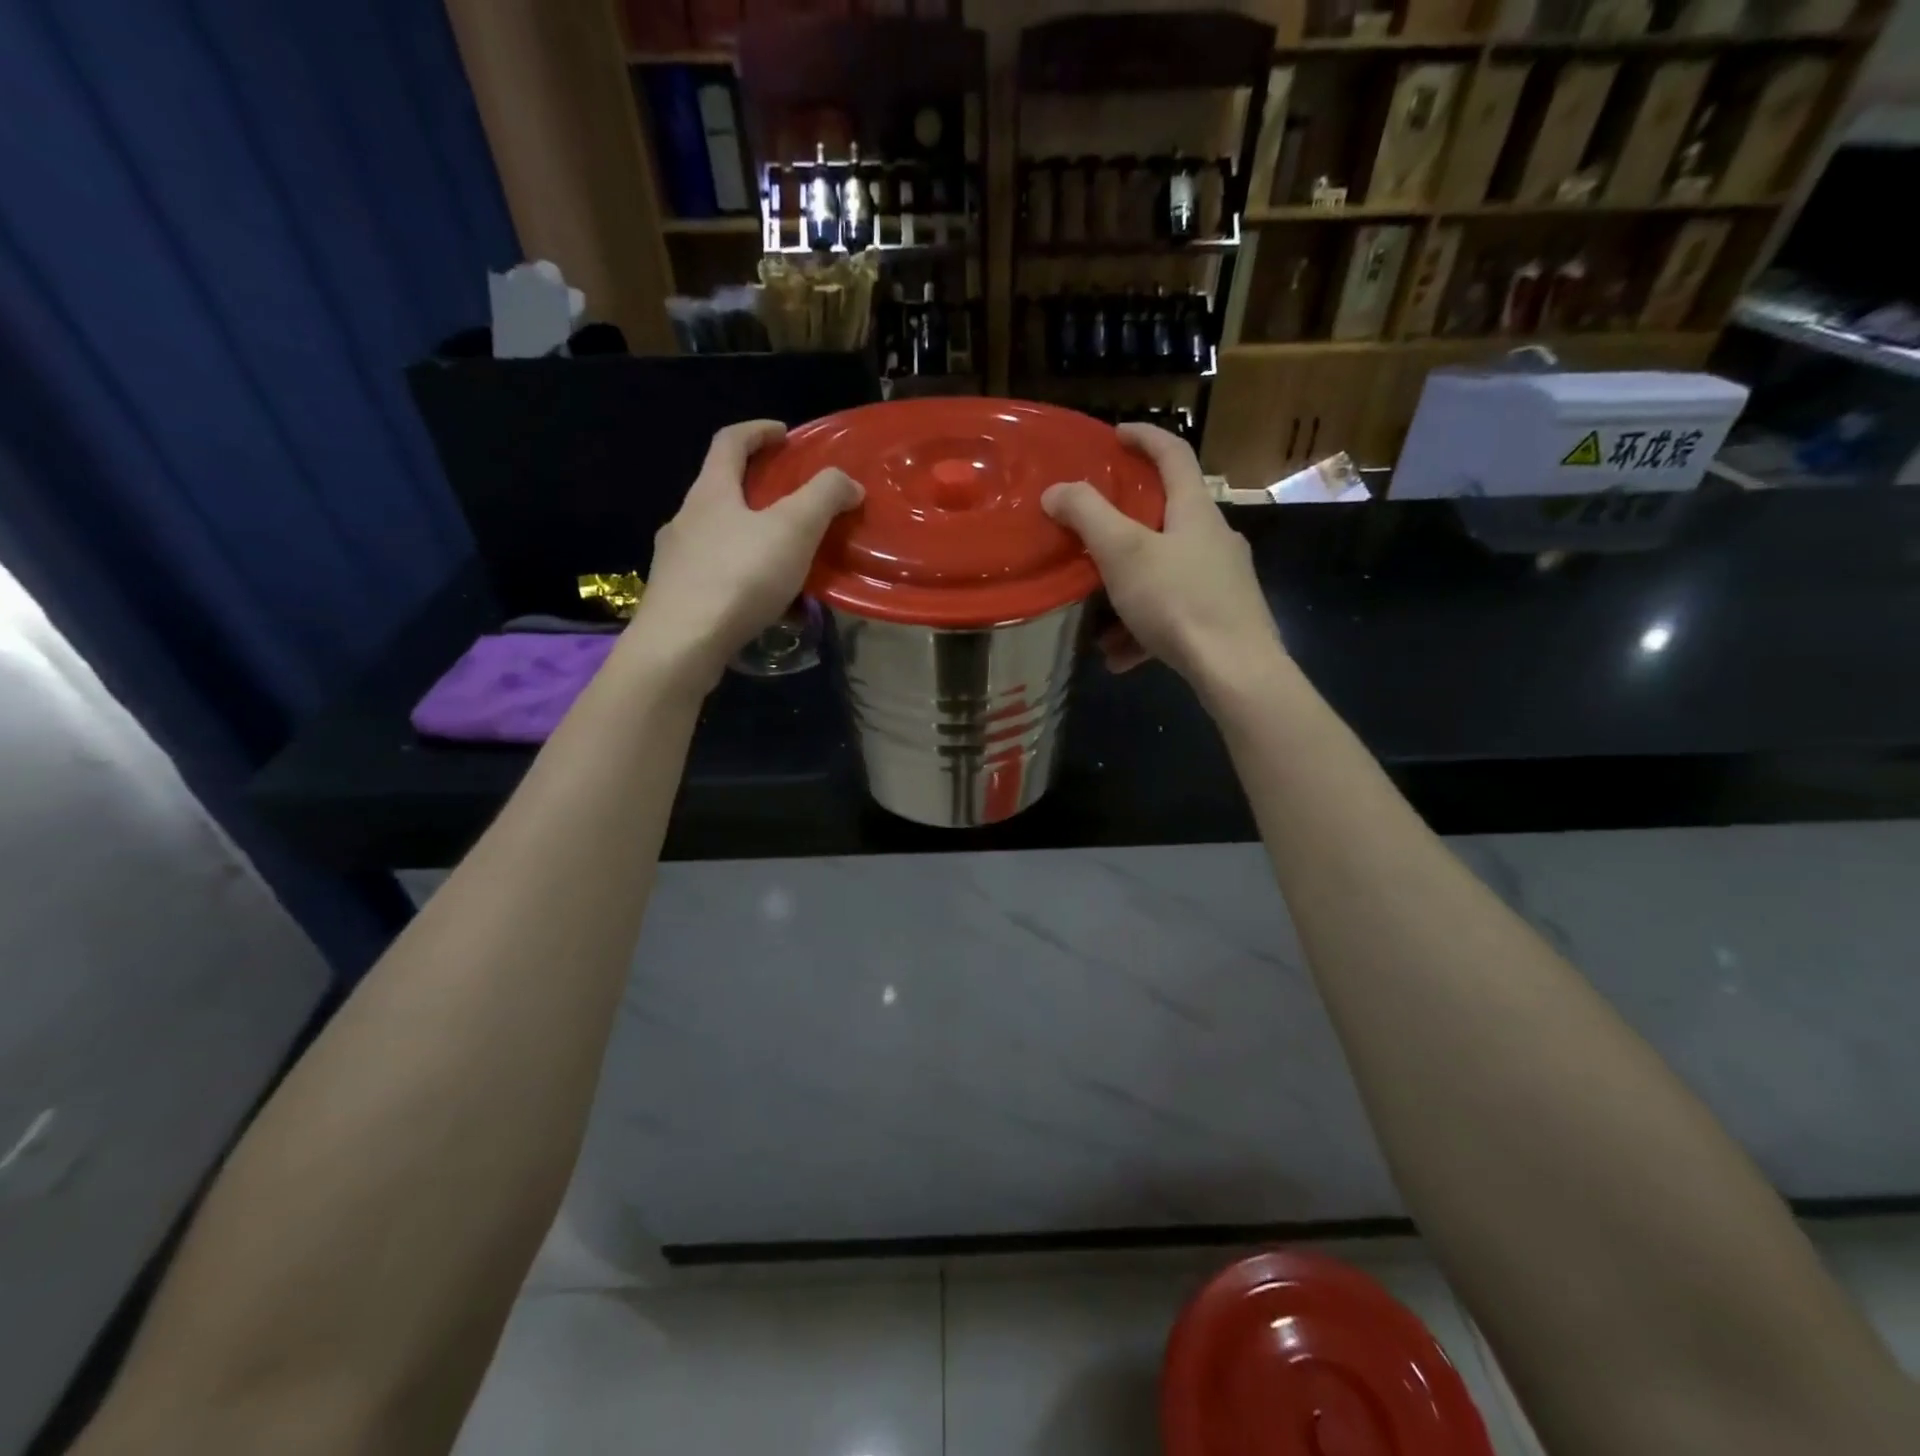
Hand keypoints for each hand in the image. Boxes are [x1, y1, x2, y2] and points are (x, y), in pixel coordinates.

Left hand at [636, 420, 861, 686]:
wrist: (681, 645)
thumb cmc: (739, 577)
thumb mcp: (794, 529)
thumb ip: (824, 497)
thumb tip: (848, 483)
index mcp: (711, 492)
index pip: (730, 442)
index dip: (759, 431)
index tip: (785, 435)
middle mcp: (685, 519)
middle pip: (721, 490)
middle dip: (758, 490)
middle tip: (793, 504)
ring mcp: (675, 560)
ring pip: (718, 536)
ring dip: (750, 537)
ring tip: (783, 559)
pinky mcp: (676, 597)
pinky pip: (715, 575)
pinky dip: (742, 576)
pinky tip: (762, 603)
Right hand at [1042, 423, 1280, 696]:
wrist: (1235, 669)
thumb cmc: (1178, 600)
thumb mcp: (1123, 553)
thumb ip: (1088, 516)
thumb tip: (1056, 490)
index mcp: (1196, 510)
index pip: (1173, 453)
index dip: (1144, 437)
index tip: (1114, 435)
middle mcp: (1214, 538)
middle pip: (1166, 518)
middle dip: (1123, 529)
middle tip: (1091, 535)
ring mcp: (1222, 580)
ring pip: (1164, 574)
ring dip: (1126, 593)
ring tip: (1095, 624)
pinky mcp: (1222, 617)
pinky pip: (1172, 613)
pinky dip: (1142, 629)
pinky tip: (1120, 657)